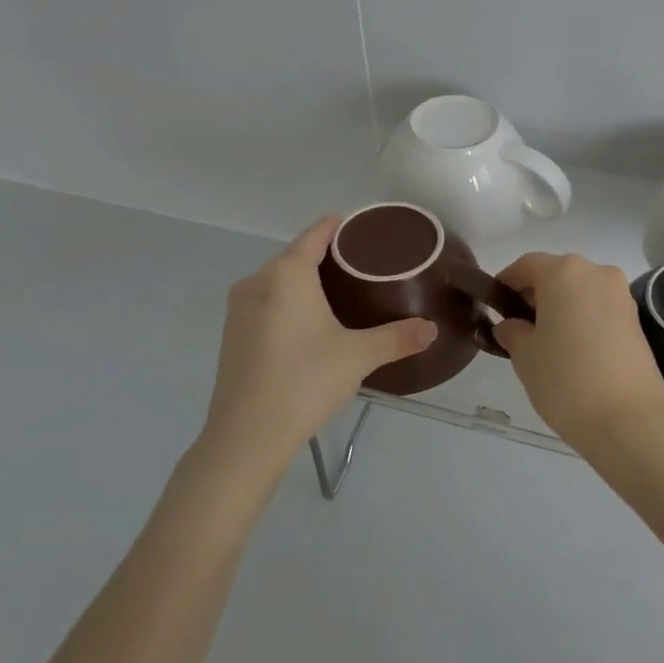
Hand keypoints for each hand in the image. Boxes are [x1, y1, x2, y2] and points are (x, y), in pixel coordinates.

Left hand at [201, 218, 436, 472]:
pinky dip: (288, 302)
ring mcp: (238, 309)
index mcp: (287, 274)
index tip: (362, 228)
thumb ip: (397, 338)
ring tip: (341, 292)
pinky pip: (266, 302)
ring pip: (278, 281)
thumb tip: (432, 329)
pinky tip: (309, 322)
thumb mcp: (358, 356)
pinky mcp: (231, 334)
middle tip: (363, 265)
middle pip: (295, 256)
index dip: (339, 227)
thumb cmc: (305, 381)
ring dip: (305, 281)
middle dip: (326, 256)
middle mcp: (257, 281)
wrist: (247, 435)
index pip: (315, 235)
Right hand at [492, 253, 663, 453]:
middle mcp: (596, 272)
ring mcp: (621, 294)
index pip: (525, 266)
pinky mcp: (636, 318)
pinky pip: (599, 307)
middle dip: (536, 295)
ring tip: (549, 343)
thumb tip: (511, 325)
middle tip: (520, 328)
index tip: (495, 307)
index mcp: (563, 272)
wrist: (629, 421)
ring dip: (562, 306)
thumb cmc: (566, 381)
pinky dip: (583, 318)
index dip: (506, 283)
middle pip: (556, 273)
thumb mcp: (524, 356)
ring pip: (580, 290)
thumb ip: (512, 331)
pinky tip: (575, 349)